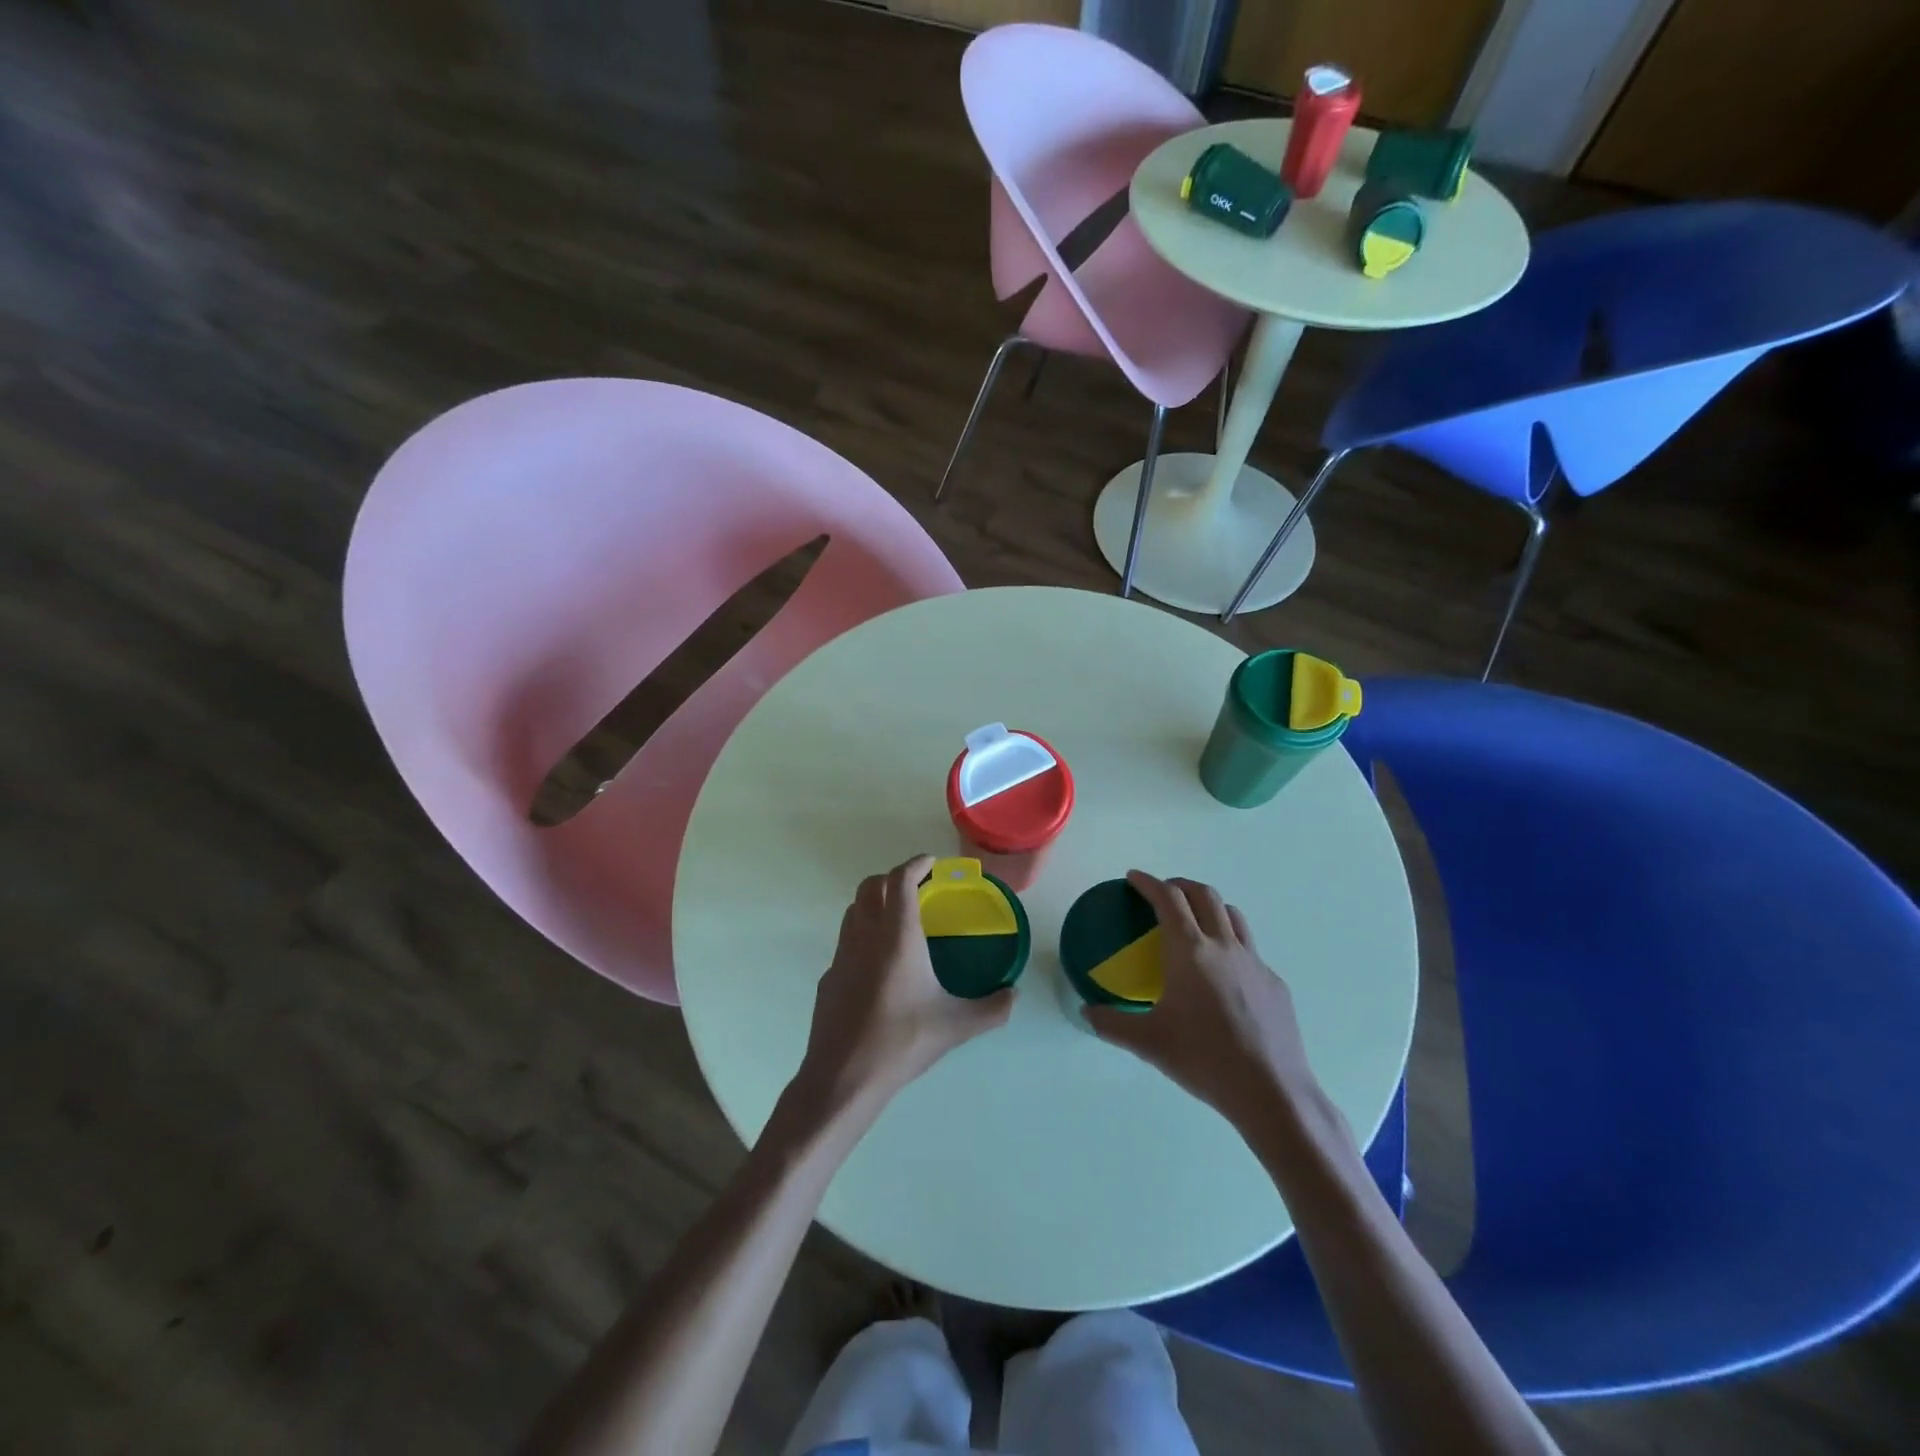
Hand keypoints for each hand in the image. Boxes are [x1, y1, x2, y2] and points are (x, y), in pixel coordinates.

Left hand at [794, 855, 1013, 1114]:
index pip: (900, 880)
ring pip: (854, 910)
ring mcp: (841, 955)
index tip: (931, 863)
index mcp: (897, 937)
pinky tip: (879, 963)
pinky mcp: (829, 977)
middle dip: (893, 877)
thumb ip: (992, 1008)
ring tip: (899, 918)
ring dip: (874, 901)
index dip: (915, 864)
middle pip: (870, 886)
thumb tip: (1015, 995)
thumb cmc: (902, 1042)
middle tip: (918, 888)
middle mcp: (865, 936)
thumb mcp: (956, 1026)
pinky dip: (863, 934)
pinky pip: (846, 940)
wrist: (844, 1078)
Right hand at [1086, 871, 1327, 1134]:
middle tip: (1163, 893)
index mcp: (1190, 951)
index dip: (1148, 883)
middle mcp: (1224, 946)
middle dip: (1180, 885)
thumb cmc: (1203, 1059)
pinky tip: (1224, 976)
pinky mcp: (1275, 984)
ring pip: (1233, 916)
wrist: (1271, 1091)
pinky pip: (1250, 950)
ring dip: (1210, 907)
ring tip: (1196, 922)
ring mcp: (1255, 962)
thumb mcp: (1148, 1043)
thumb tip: (1085, 1013)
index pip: (1168, 899)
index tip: (1133, 878)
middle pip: (1204, 895)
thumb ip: (1112, 1023)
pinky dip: (1231, 945)